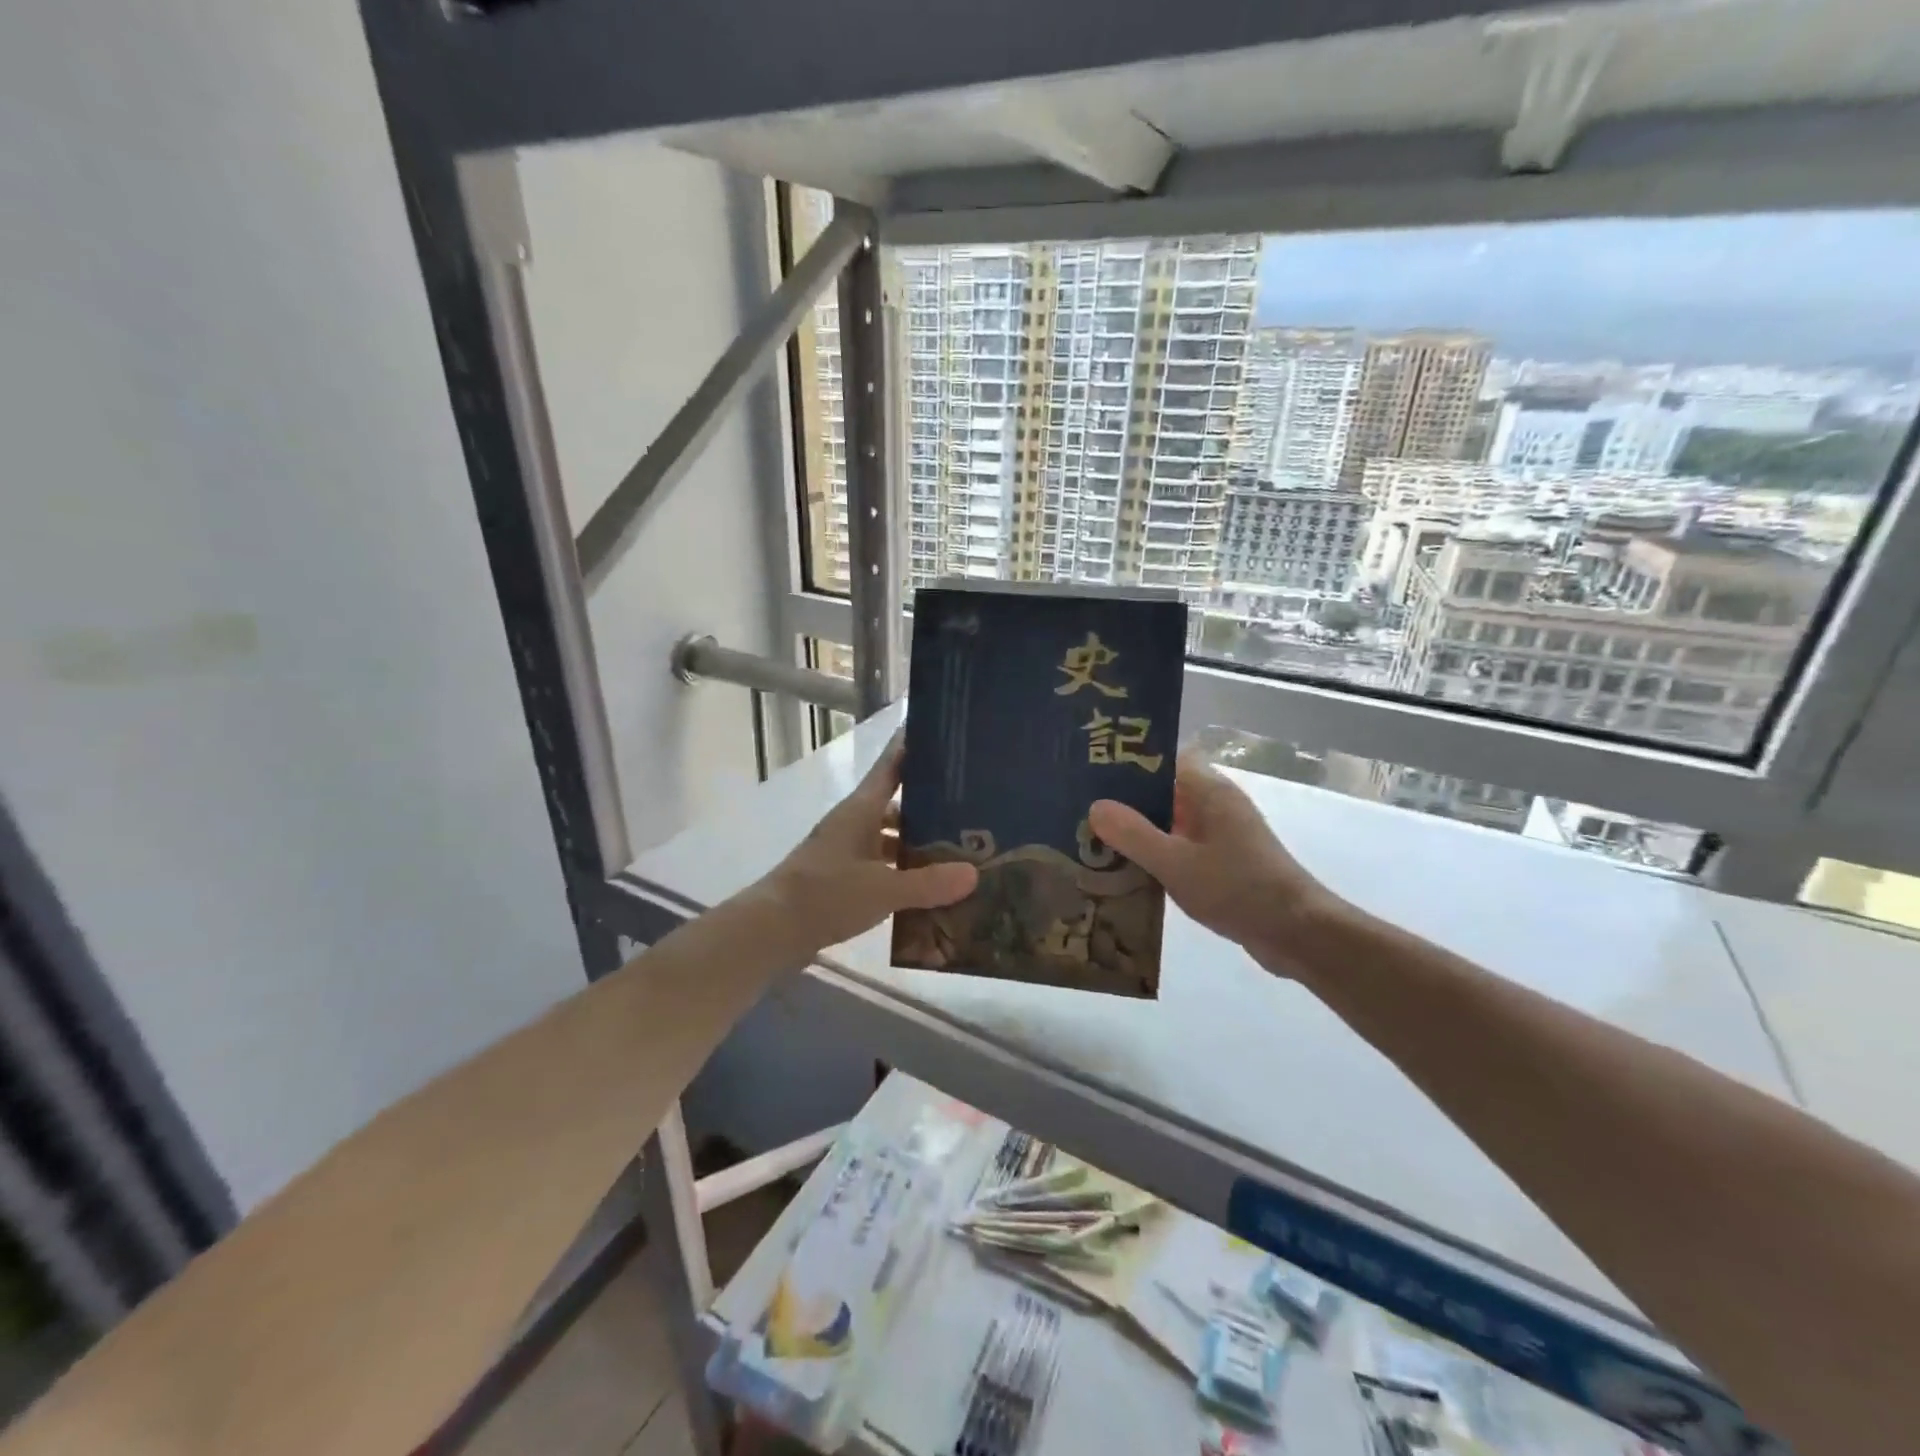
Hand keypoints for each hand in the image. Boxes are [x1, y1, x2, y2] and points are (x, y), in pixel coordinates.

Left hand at [760, 735, 977, 953]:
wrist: (770, 931)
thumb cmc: (825, 896)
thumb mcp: (882, 890)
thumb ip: (928, 883)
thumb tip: (973, 873)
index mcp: (861, 810)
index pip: (891, 765)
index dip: (913, 746)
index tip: (941, 731)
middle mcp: (854, 823)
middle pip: (897, 803)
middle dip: (930, 804)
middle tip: (972, 805)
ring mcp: (846, 851)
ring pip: (890, 836)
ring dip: (917, 842)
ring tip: (958, 850)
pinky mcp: (842, 877)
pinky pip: (882, 865)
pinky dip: (903, 871)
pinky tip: (928, 886)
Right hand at [1089, 752, 1341, 976]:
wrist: (1298, 934)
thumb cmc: (1238, 889)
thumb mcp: (1176, 863)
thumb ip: (1134, 834)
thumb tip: (1095, 806)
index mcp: (1208, 790)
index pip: (1164, 758)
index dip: (1129, 760)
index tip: (1090, 769)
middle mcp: (1215, 804)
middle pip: (1162, 789)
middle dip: (1124, 798)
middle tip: (1079, 806)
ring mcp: (1221, 833)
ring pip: (1169, 820)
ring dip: (1137, 829)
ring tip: (1090, 837)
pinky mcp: (1223, 861)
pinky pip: (1180, 846)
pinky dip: (1155, 852)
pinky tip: (1124, 868)